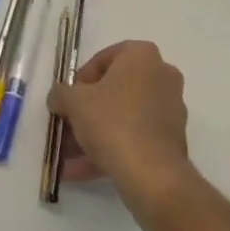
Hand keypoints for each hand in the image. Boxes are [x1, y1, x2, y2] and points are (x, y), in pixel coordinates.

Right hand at [47, 40, 189, 202]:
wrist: (152, 175)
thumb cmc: (113, 122)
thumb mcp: (74, 102)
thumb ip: (61, 94)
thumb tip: (58, 98)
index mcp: (142, 56)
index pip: (104, 58)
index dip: (80, 79)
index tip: (68, 99)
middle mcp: (161, 76)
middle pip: (114, 91)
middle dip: (86, 112)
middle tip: (65, 128)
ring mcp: (170, 110)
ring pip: (123, 118)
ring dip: (93, 135)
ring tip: (66, 157)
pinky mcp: (171, 141)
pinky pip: (134, 139)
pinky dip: (109, 150)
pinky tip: (79, 171)